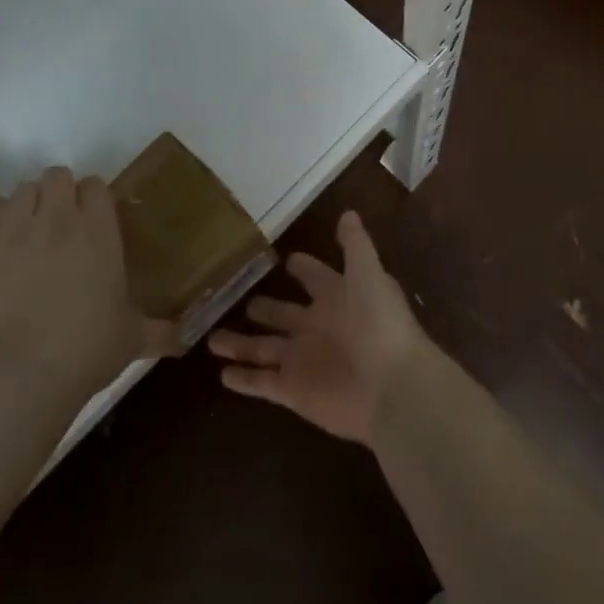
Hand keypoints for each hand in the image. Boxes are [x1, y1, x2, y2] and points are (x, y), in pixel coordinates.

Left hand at [0, 167, 174, 393]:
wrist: (25, 370)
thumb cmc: (88, 348)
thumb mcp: (132, 339)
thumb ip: (159, 332)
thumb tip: (184, 341)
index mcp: (99, 230)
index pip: (96, 186)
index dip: (94, 199)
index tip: (95, 220)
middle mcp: (60, 218)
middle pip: (58, 176)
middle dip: (60, 192)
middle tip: (63, 223)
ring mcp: (16, 229)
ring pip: (22, 189)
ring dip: (28, 202)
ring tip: (28, 228)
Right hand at [208, 210, 425, 444]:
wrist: (391, 388)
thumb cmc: (380, 325)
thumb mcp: (368, 274)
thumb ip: (355, 245)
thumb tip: (348, 212)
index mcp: (339, 299)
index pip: (316, 278)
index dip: (304, 269)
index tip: (287, 259)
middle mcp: (319, 328)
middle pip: (284, 315)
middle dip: (266, 308)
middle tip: (244, 302)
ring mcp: (304, 361)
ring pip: (264, 348)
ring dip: (240, 344)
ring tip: (212, 338)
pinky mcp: (293, 391)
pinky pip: (262, 383)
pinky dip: (243, 380)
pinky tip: (222, 375)